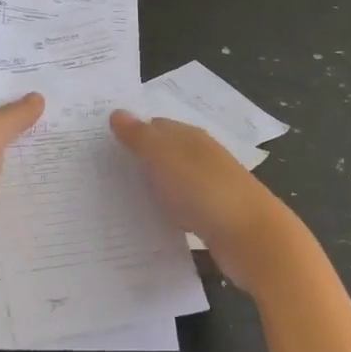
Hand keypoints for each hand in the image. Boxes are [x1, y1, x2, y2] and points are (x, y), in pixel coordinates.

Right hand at [110, 111, 298, 289]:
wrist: (252, 239)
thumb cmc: (206, 191)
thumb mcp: (166, 159)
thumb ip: (140, 138)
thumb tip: (117, 112)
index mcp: (191, 138)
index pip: (155, 126)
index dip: (130, 131)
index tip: (100, 144)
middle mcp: (201, 158)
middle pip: (163, 153)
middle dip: (136, 159)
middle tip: (98, 171)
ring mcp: (208, 188)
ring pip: (171, 181)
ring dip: (148, 186)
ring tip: (114, 197)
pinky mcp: (211, 217)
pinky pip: (179, 208)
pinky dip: (162, 210)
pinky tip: (145, 221)